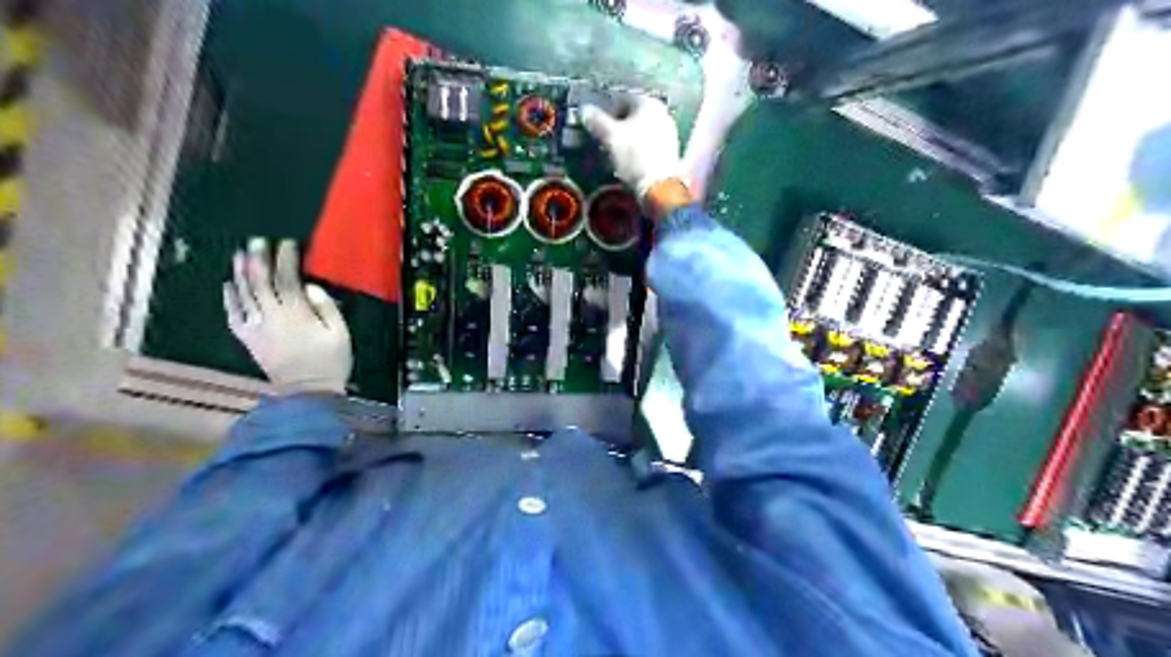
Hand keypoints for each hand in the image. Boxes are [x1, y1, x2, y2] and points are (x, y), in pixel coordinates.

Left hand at [225, 237, 350, 393]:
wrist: (307, 392)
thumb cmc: (329, 362)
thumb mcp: (340, 333)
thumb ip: (326, 306)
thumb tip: (310, 287)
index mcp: (296, 313)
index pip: (287, 278)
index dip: (286, 259)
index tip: (287, 243)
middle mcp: (271, 316)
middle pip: (260, 282)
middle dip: (258, 259)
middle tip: (256, 241)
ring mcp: (256, 327)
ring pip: (244, 294)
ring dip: (241, 273)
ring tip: (240, 255)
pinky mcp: (248, 339)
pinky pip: (233, 315)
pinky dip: (229, 298)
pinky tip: (228, 285)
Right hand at [581, 94, 681, 198]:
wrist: (658, 185)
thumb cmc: (633, 156)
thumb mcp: (610, 137)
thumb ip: (596, 121)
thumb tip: (584, 110)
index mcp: (648, 103)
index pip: (622, 99)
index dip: (607, 111)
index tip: (598, 125)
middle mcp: (662, 112)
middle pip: (634, 115)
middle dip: (619, 125)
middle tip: (606, 139)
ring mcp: (669, 131)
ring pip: (642, 130)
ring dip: (629, 138)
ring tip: (617, 152)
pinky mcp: (671, 150)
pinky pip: (650, 143)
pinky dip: (639, 148)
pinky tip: (631, 161)